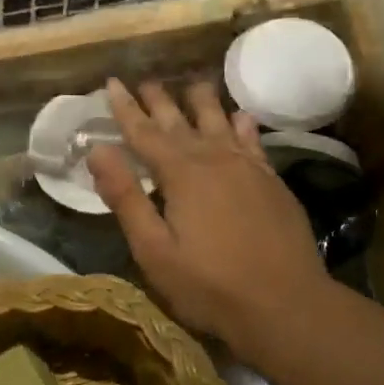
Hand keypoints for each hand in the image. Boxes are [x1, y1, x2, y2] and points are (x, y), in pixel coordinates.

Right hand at [88, 79, 326, 352]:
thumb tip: (98, 150)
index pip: (144, 133)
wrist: (285, 305)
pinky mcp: (272, 184)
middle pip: (181, 122)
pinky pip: (253, 142)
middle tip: (145, 79)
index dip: (125, 108)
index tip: (112, 82)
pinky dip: (242, 126)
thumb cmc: (208, 285)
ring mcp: (249, 170)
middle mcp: (215, 160)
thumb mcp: (154, 249)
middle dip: (159, 100)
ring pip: (220, 124)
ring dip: (203, 103)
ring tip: (192, 83)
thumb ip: (126, 197)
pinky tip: (240, 117)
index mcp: (181, 175)